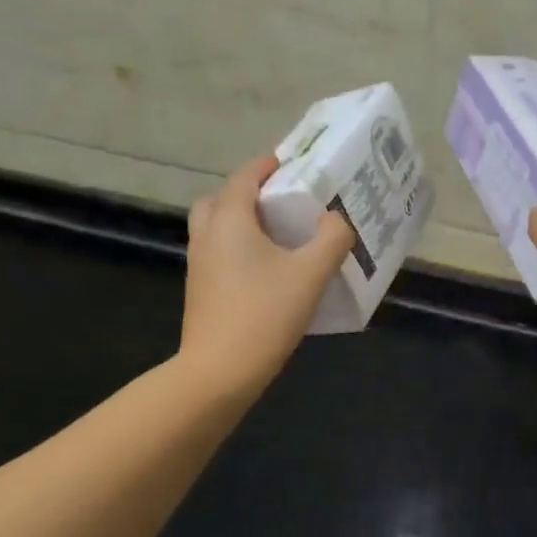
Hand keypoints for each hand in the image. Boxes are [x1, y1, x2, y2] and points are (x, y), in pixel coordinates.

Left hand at [179, 154, 354, 396]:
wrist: (218, 372)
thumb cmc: (264, 314)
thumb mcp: (310, 274)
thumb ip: (331, 239)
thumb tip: (337, 219)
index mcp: (229, 220)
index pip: (245, 177)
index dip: (268, 165)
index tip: (293, 163)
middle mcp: (207, 236)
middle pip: (222, 200)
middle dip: (249, 193)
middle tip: (282, 202)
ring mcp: (198, 265)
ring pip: (216, 228)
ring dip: (242, 222)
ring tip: (278, 236)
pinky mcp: (199, 291)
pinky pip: (217, 254)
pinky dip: (237, 248)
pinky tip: (267, 270)